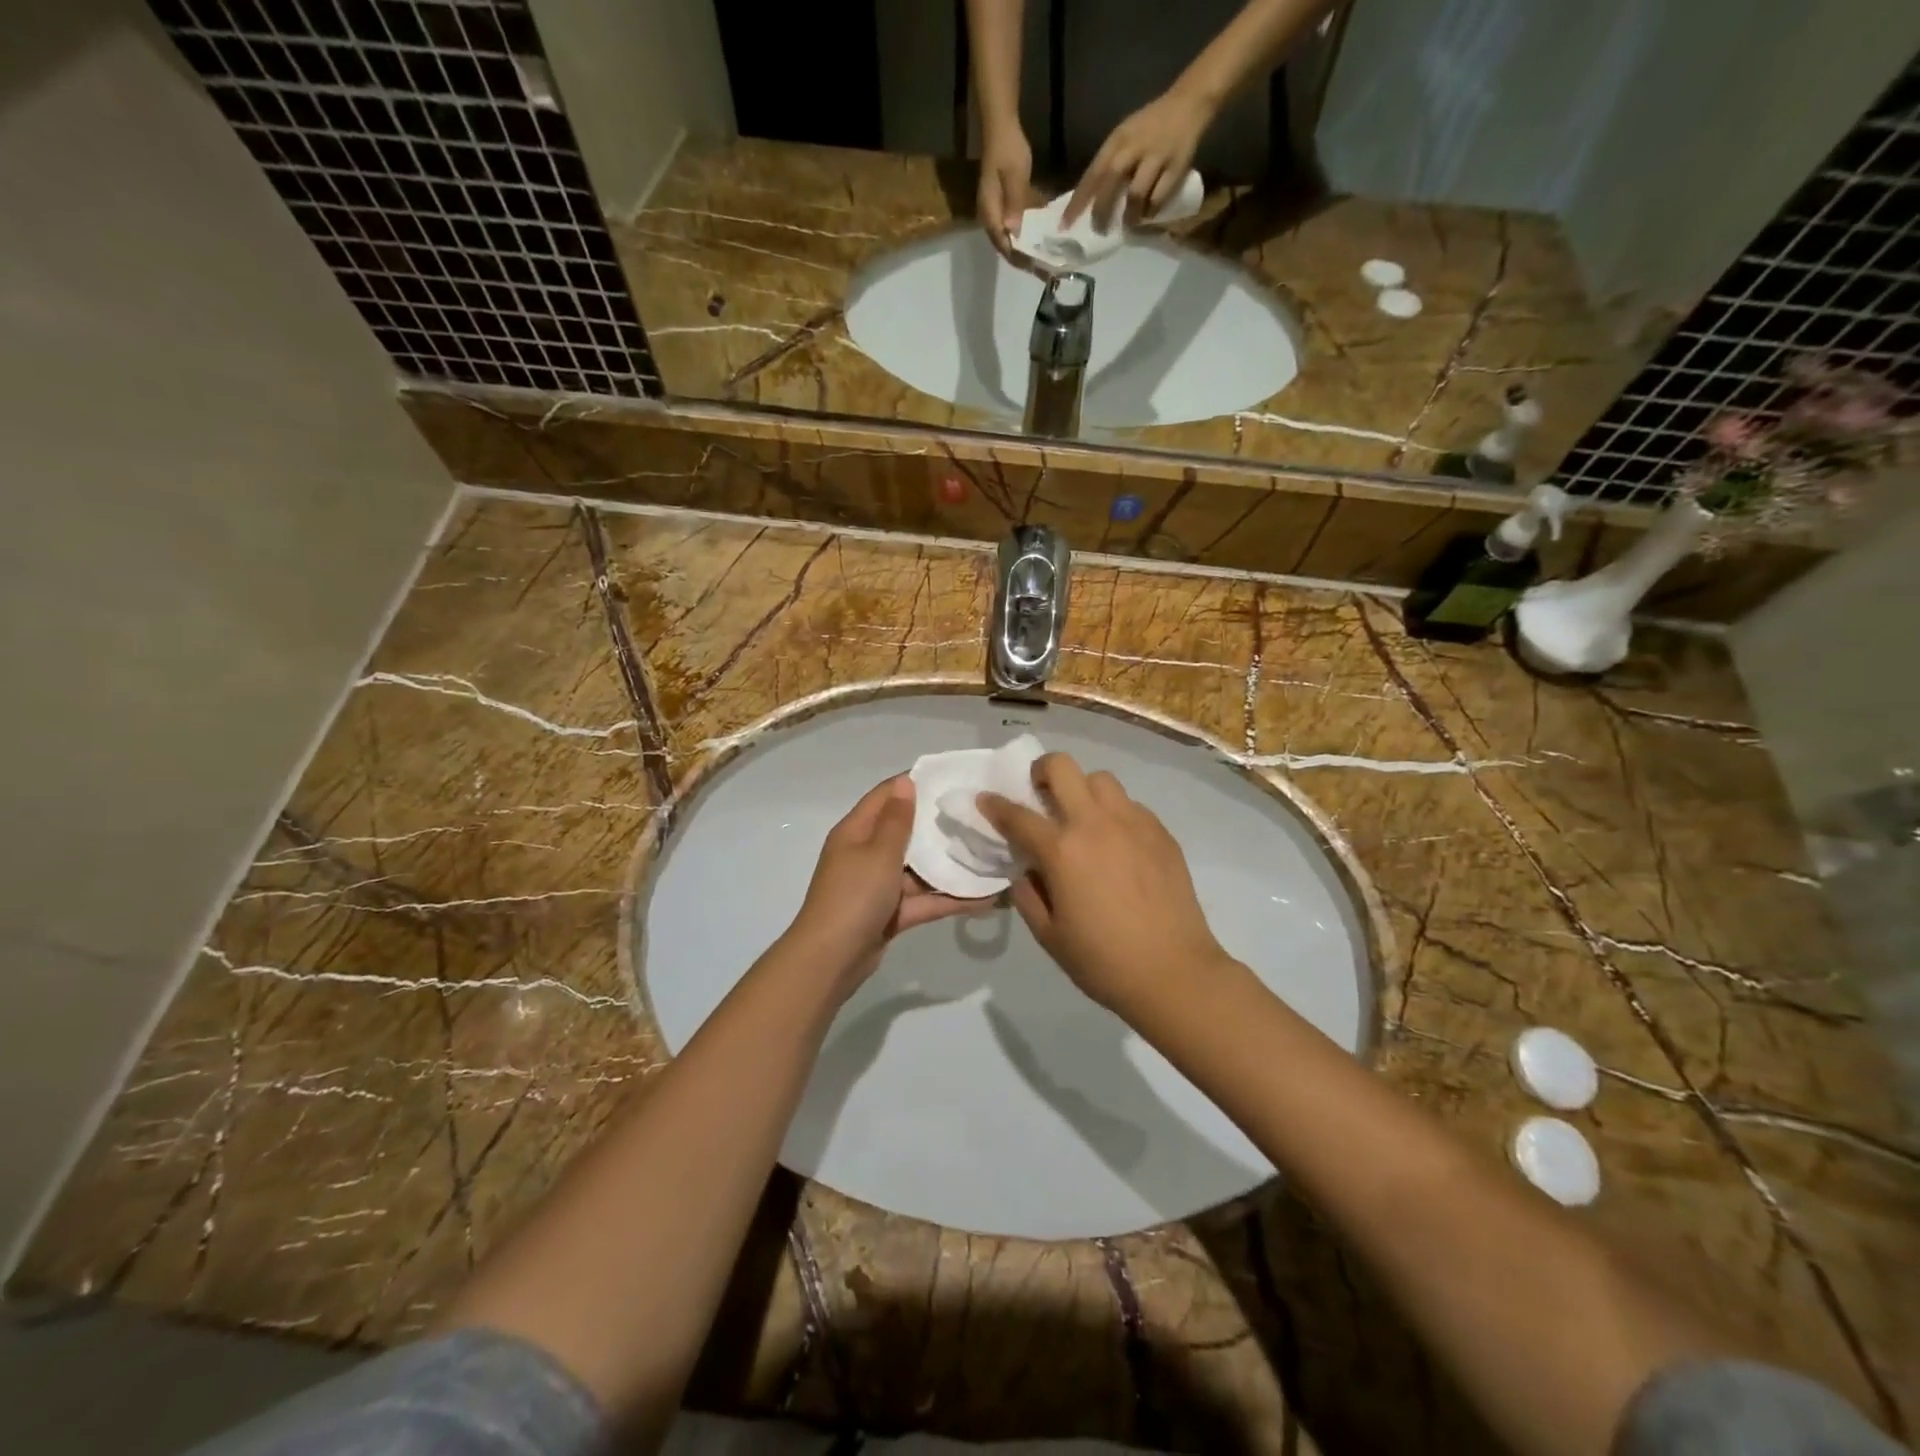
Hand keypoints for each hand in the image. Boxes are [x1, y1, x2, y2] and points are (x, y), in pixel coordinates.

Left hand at [785, 776, 978, 996]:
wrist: (831, 960)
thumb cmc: (853, 896)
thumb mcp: (878, 853)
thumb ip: (897, 820)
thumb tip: (905, 781)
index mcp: (856, 831)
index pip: (886, 796)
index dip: (915, 783)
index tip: (952, 778)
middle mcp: (866, 853)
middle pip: (906, 831)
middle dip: (939, 825)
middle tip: (980, 815)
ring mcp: (879, 885)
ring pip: (919, 868)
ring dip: (950, 864)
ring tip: (991, 854)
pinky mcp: (892, 912)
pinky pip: (924, 899)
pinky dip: (949, 898)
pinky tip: (986, 897)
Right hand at [977, 123, 1033, 259]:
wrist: (1000, 125)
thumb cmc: (1007, 149)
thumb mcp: (1014, 175)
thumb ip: (1015, 203)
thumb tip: (1015, 231)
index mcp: (990, 214)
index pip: (1004, 245)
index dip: (1020, 259)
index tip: (1038, 268)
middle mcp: (991, 218)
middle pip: (1007, 246)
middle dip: (1026, 258)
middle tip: (1046, 268)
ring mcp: (997, 212)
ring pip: (1012, 238)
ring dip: (1028, 248)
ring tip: (1046, 257)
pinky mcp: (1004, 205)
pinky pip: (1016, 226)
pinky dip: (1028, 234)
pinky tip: (1042, 237)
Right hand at [978, 754, 1229, 1013]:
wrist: (1174, 973)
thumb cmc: (1103, 961)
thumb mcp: (1049, 935)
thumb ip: (1028, 895)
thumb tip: (1027, 872)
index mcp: (1061, 850)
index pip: (1017, 815)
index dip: (994, 805)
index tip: (985, 799)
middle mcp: (1095, 824)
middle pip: (1062, 767)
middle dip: (1042, 771)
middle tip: (1040, 794)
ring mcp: (1133, 823)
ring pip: (1101, 779)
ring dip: (1082, 790)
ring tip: (1083, 818)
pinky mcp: (1161, 833)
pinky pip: (1130, 805)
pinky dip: (1115, 813)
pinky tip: (1117, 843)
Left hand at [1063, 85, 1213, 231]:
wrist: (1189, 102)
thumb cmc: (1150, 126)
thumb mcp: (1125, 137)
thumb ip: (1109, 164)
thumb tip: (1091, 200)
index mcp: (1118, 139)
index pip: (1093, 173)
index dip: (1078, 201)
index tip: (1065, 225)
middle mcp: (1135, 145)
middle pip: (1111, 181)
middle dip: (1102, 210)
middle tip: (1099, 229)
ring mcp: (1156, 155)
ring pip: (1136, 192)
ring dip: (1129, 214)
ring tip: (1127, 224)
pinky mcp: (1176, 165)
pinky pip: (1159, 196)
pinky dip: (1151, 210)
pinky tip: (1148, 215)